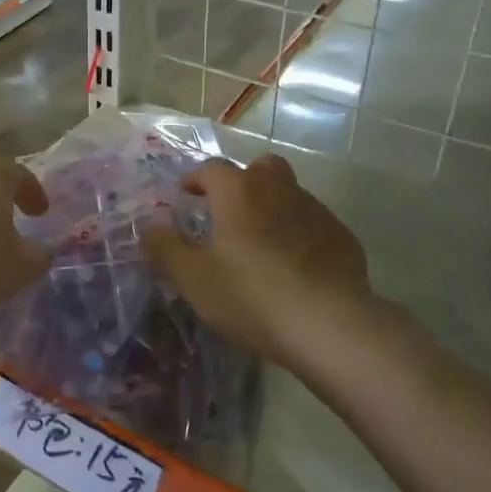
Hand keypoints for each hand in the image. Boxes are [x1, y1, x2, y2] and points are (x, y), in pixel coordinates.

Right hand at [143, 154, 369, 371]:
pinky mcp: (342, 236)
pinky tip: (295, 266)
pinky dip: (299, 234)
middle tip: (229, 209)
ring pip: (289, 194)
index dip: (196, 179)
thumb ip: (166, 249)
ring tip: (261, 243)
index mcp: (238, 192)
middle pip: (260, 167)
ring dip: (272, 207)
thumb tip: (149, 229)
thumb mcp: (194, 278)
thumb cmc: (250, 295)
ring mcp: (315, 210)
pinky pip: (313, 224)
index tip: (187, 193)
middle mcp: (278, 189)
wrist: (328, 323)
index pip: (211, 169)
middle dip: (242, 181)